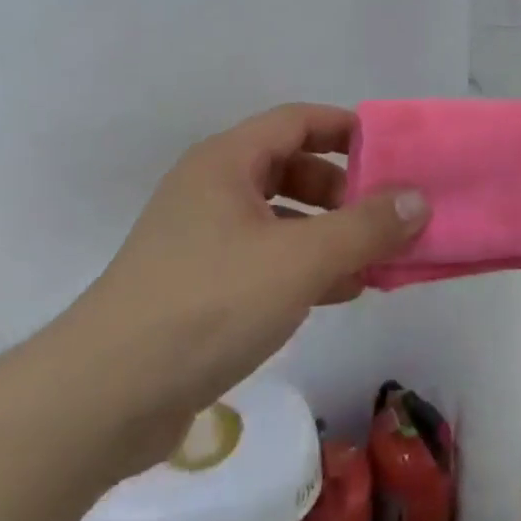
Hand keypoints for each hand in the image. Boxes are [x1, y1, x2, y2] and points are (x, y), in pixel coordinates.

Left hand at [71, 104, 428, 448]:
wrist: (103, 399)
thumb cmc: (207, 304)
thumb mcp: (300, 260)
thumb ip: (365, 227)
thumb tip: (418, 199)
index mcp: (227, 161)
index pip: (297, 121)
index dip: (346, 129)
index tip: (390, 151)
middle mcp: (211, 189)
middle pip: (289, 168)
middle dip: (341, 189)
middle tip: (382, 214)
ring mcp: (200, 239)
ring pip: (278, 218)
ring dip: (327, 234)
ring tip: (373, 260)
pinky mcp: (195, 287)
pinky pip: (263, 259)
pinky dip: (302, 268)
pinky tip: (337, 294)